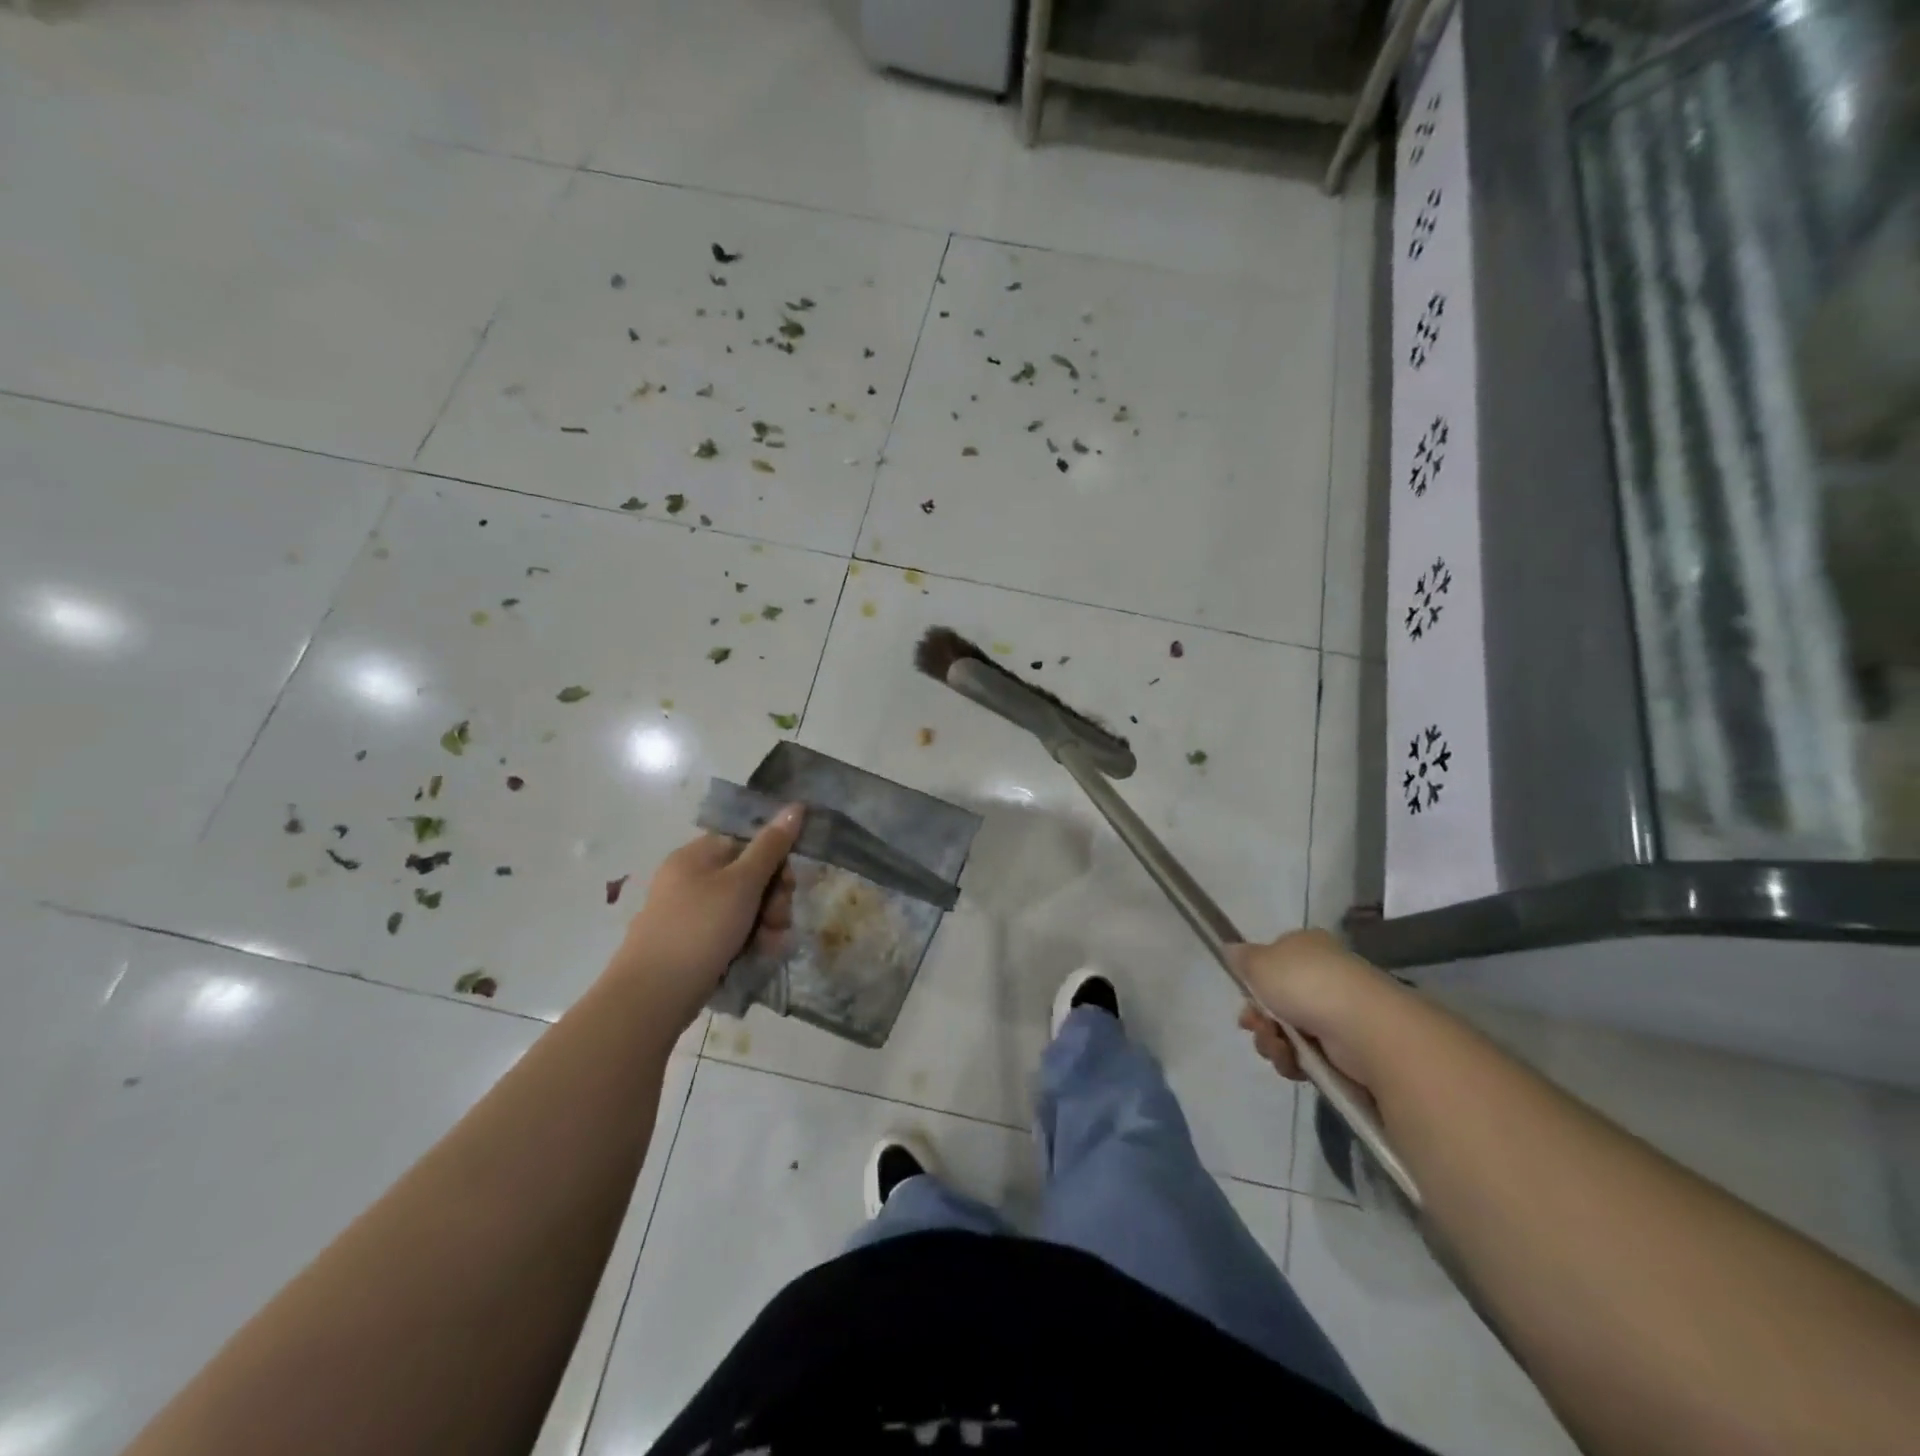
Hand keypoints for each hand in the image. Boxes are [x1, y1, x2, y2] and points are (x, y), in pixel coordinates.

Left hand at [614, 804, 803, 1029]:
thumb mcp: (742, 883)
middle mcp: (690, 878)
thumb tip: (795, 806)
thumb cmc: (700, 929)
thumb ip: (771, 846)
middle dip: (773, 900)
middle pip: (749, 876)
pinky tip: (758, 956)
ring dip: (765, 924)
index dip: (775, 862)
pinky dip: (747, 941)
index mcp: (696, 854)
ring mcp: (688, 912)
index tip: (788, 886)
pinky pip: (728, 932)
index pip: (748, 842)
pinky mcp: (690, 943)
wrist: (652, 996)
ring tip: (769, 946)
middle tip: (779, 922)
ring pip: (743, 908)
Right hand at [1228, 929, 1399, 1087]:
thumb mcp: (1259, 962)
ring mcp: (1336, 1014)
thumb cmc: (1306, 983)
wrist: (1362, 1027)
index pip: (1274, 961)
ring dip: (1273, 1042)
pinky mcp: (1346, 1049)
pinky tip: (1294, 1062)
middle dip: (1260, 1019)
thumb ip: (1241, 958)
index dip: (1254, 982)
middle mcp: (1323, 977)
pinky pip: (1306, 1056)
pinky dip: (1294, 1061)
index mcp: (1307, 948)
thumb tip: (1231, 950)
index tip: (1244, 998)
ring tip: (1279, 1046)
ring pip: (1287, 1031)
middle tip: (1254, 1026)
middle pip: (1276, 1001)